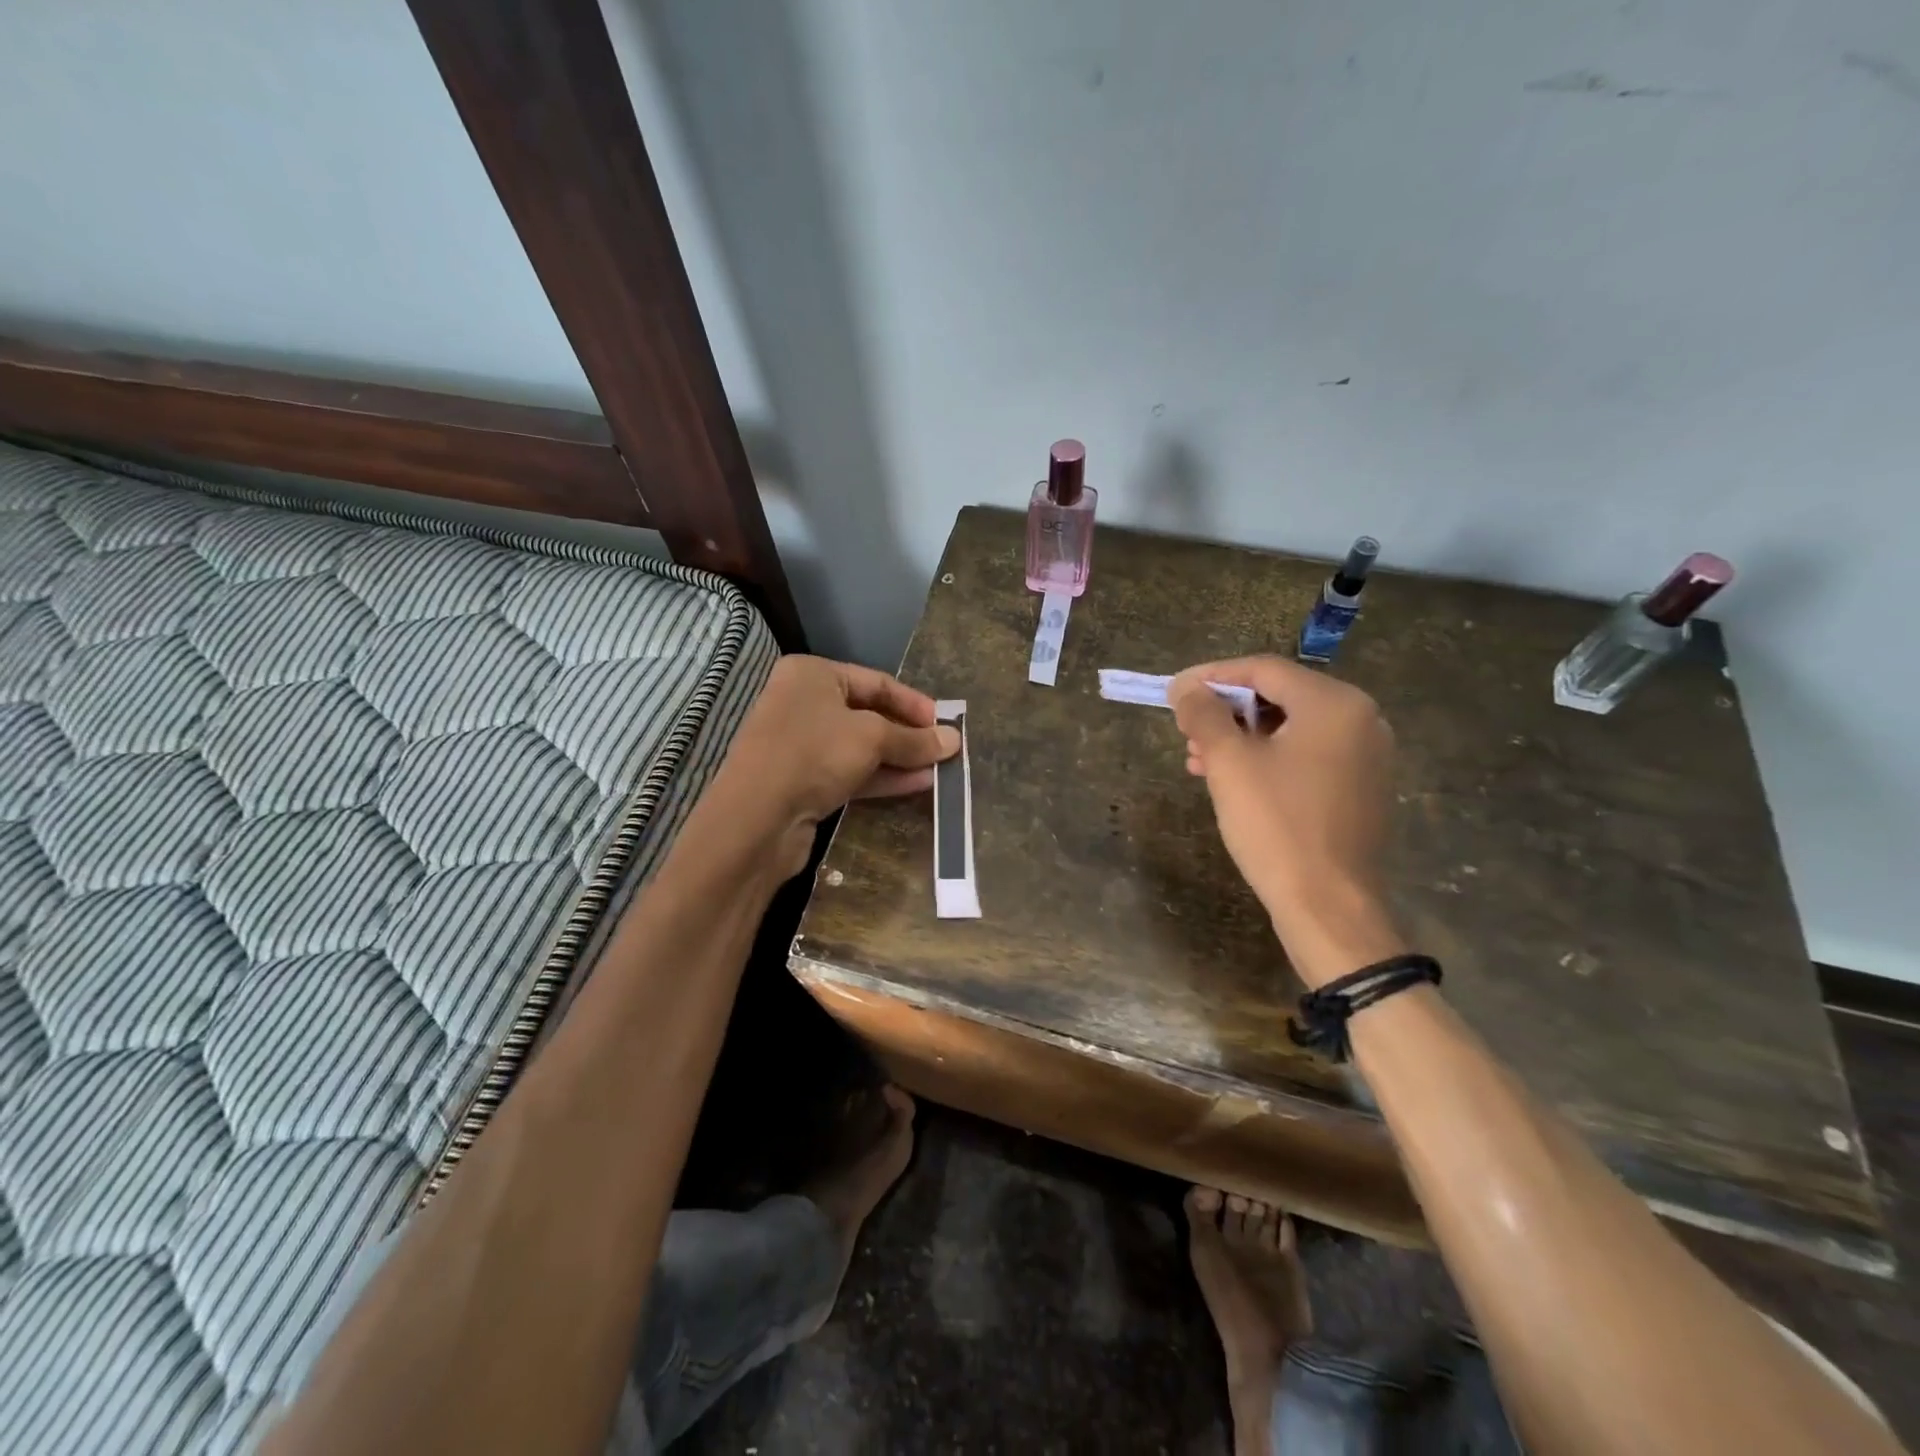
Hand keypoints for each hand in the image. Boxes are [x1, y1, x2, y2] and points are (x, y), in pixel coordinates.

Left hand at [715, 656, 958, 877]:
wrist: (757, 818)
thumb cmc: (814, 754)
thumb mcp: (872, 738)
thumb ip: (914, 739)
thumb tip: (954, 740)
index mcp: (812, 675)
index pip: (876, 681)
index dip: (914, 703)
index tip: (944, 724)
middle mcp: (803, 703)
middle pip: (869, 714)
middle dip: (908, 734)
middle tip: (944, 751)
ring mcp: (802, 744)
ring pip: (861, 747)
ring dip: (900, 758)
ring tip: (939, 771)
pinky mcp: (804, 781)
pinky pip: (851, 772)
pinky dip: (882, 777)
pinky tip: (917, 785)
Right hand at [1170, 657, 1405, 986]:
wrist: (1328, 906)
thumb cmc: (1276, 825)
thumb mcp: (1228, 763)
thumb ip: (1203, 714)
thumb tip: (1185, 687)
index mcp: (1334, 703)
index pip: (1263, 669)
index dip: (1212, 676)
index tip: (1174, 691)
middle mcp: (1361, 720)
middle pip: (1279, 697)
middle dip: (1225, 711)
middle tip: (1186, 730)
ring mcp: (1366, 756)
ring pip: (1290, 729)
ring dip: (1241, 738)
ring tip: (1199, 760)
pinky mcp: (1361, 788)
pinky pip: (1307, 756)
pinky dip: (1267, 759)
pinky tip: (1232, 780)